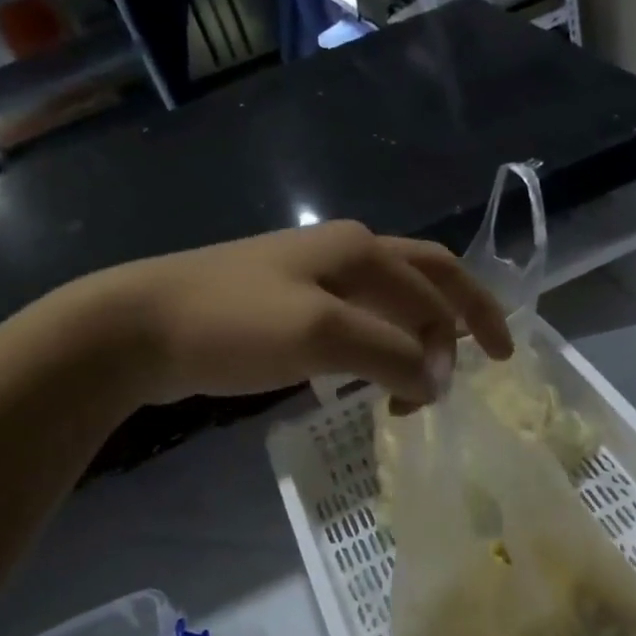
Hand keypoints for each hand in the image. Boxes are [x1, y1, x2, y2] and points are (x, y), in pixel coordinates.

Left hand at [109, 221, 513, 405]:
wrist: (139, 326)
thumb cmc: (234, 323)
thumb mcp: (323, 336)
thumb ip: (391, 354)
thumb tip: (439, 381)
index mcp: (359, 250)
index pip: (438, 282)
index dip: (472, 322)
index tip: (497, 368)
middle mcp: (342, 253)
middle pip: (421, 280)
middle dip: (454, 320)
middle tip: (473, 367)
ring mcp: (310, 277)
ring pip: (386, 303)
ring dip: (413, 338)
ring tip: (420, 385)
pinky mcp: (284, 305)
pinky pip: (351, 322)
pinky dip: (376, 347)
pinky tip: (368, 377)